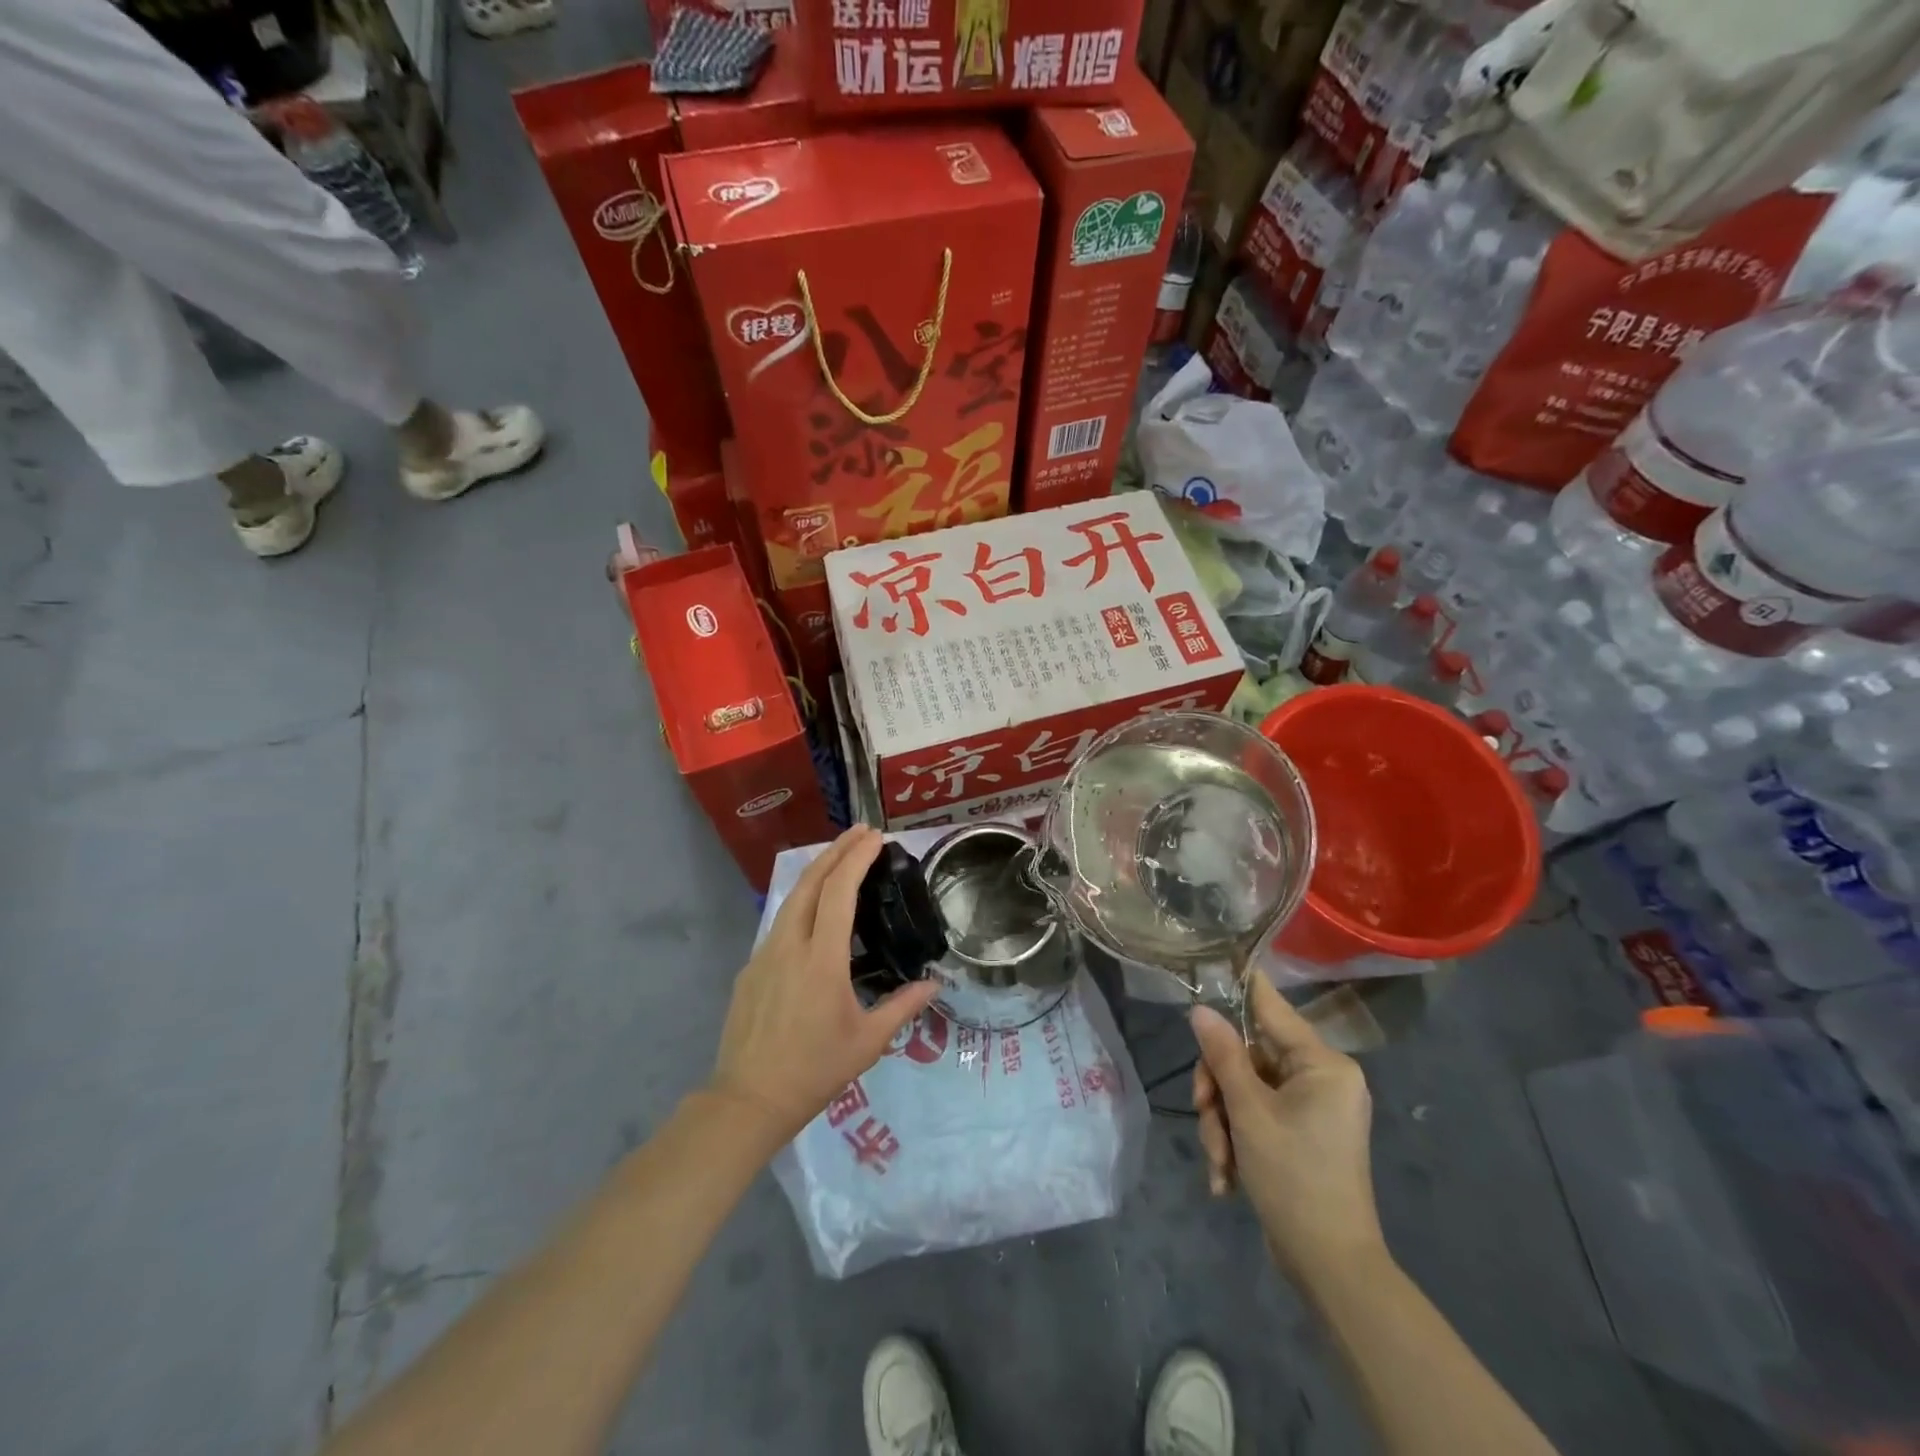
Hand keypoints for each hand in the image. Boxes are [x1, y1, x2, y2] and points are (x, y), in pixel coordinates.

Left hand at [708, 826, 939, 1147]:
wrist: (748, 1100)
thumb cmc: (815, 1070)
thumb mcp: (868, 1042)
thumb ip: (904, 1006)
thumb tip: (935, 983)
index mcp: (821, 960)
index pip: (838, 892)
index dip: (856, 859)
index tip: (875, 837)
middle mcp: (790, 946)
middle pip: (810, 882)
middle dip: (836, 851)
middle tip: (861, 832)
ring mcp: (764, 954)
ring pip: (792, 899)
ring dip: (818, 871)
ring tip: (841, 858)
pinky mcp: (750, 968)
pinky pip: (781, 922)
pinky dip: (803, 901)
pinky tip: (815, 910)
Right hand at [1190, 971, 1384, 1277]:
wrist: (1331, 1268)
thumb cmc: (1294, 1177)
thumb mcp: (1249, 1112)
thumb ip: (1223, 1055)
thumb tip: (1201, 1009)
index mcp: (1323, 1064)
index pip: (1272, 1008)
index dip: (1242, 986)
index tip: (1215, 959)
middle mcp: (1322, 1078)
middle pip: (1249, 1056)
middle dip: (1220, 1090)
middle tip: (1204, 1115)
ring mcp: (1313, 1108)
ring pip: (1247, 1090)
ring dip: (1223, 1123)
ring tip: (1219, 1161)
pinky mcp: (1303, 1135)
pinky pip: (1258, 1117)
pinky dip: (1238, 1141)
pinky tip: (1227, 1178)